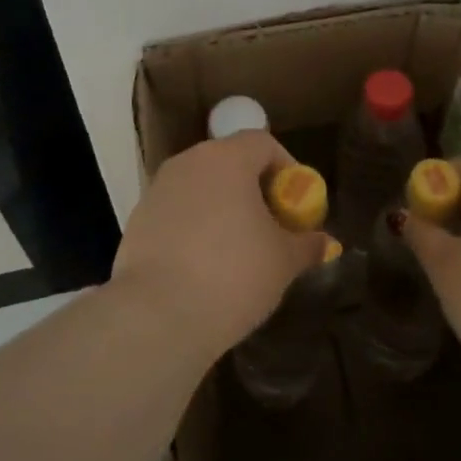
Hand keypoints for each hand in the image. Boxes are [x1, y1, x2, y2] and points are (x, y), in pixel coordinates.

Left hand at [111, 131, 330, 360]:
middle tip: (271, 226)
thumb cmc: (232, 275)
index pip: (263, 143)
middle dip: (254, 189)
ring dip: (223, 208)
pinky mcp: (137, 220)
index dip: (286, 168)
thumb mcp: (283, 261)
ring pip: (201, 187)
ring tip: (238, 250)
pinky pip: (177, 212)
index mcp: (227, 158)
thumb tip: (323, 242)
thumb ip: (306, 244)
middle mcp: (189, 162)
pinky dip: (195, 228)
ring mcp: (158, 190)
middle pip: (230, 162)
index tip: (295, 203)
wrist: (156, 317)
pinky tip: (204, 267)